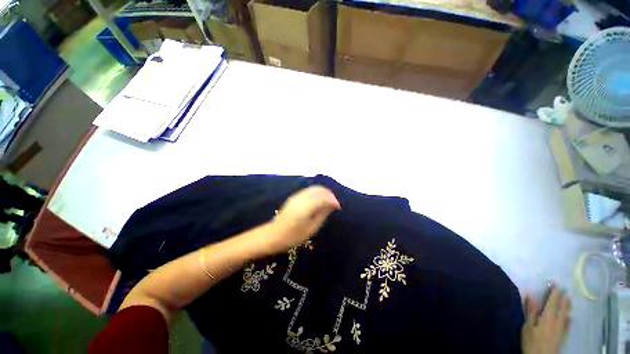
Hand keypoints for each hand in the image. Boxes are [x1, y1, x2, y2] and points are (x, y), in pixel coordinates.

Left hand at [266, 186, 340, 253]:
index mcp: (305, 208)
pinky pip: (309, 190)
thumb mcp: (310, 229)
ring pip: (314, 188)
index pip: (323, 198)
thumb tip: (332, 206)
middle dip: (329, 194)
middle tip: (335, 203)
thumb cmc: (292, 236)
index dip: (333, 200)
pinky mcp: (294, 197)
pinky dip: (317, 193)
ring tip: (329, 201)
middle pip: (319, 189)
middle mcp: (301, 198)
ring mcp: (296, 196)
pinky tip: (320, 200)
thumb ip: (322, 215)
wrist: (273, 235)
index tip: (338, 207)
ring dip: (323, 192)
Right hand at [521, 285, 570, 353]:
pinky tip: (570, 318)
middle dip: (563, 299)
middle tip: (565, 290)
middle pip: (561, 308)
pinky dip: (569, 319)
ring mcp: (561, 329)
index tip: (555, 284)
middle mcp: (556, 321)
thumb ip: (530, 312)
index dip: (554, 293)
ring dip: (567, 307)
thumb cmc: (531, 342)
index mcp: (547, 317)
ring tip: (569, 300)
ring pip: (566, 315)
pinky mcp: (562, 337)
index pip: (552, 302)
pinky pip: (567, 325)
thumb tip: (531, 295)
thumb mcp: (527, 327)